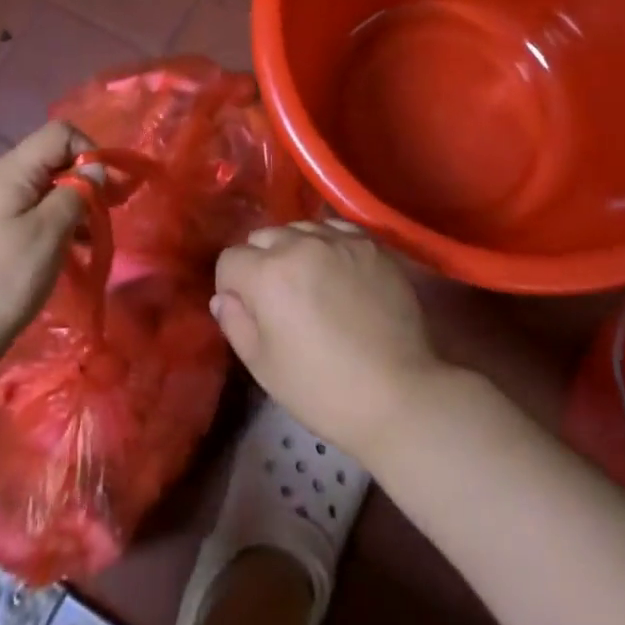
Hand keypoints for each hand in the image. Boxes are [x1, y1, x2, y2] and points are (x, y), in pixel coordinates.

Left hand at [0, 121, 94, 360]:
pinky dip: (57, 222)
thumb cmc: (3, 279)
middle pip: (53, 158)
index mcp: (9, 171)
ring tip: (94, 237)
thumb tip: (96, 170)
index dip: (89, 151)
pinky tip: (73, 249)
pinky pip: (34, 211)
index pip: (59, 133)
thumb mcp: (49, 233)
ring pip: (46, 187)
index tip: (109, 188)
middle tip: (112, 211)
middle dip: (86, 179)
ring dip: (74, 204)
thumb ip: (77, 193)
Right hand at [212, 220, 447, 463]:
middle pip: (263, 237)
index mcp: (267, 273)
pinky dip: (328, 245)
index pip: (230, 260)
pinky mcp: (372, 245)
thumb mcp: (264, 366)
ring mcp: (340, 240)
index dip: (232, 287)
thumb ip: (235, 323)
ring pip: (300, 229)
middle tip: (279, 300)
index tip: (248, 312)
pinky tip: (339, 273)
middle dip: (261, 263)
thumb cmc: (323, 390)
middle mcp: (301, 244)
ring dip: (294, 250)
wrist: (399, 395)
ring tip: (311, 284)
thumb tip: (224, 297)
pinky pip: (336, 230)